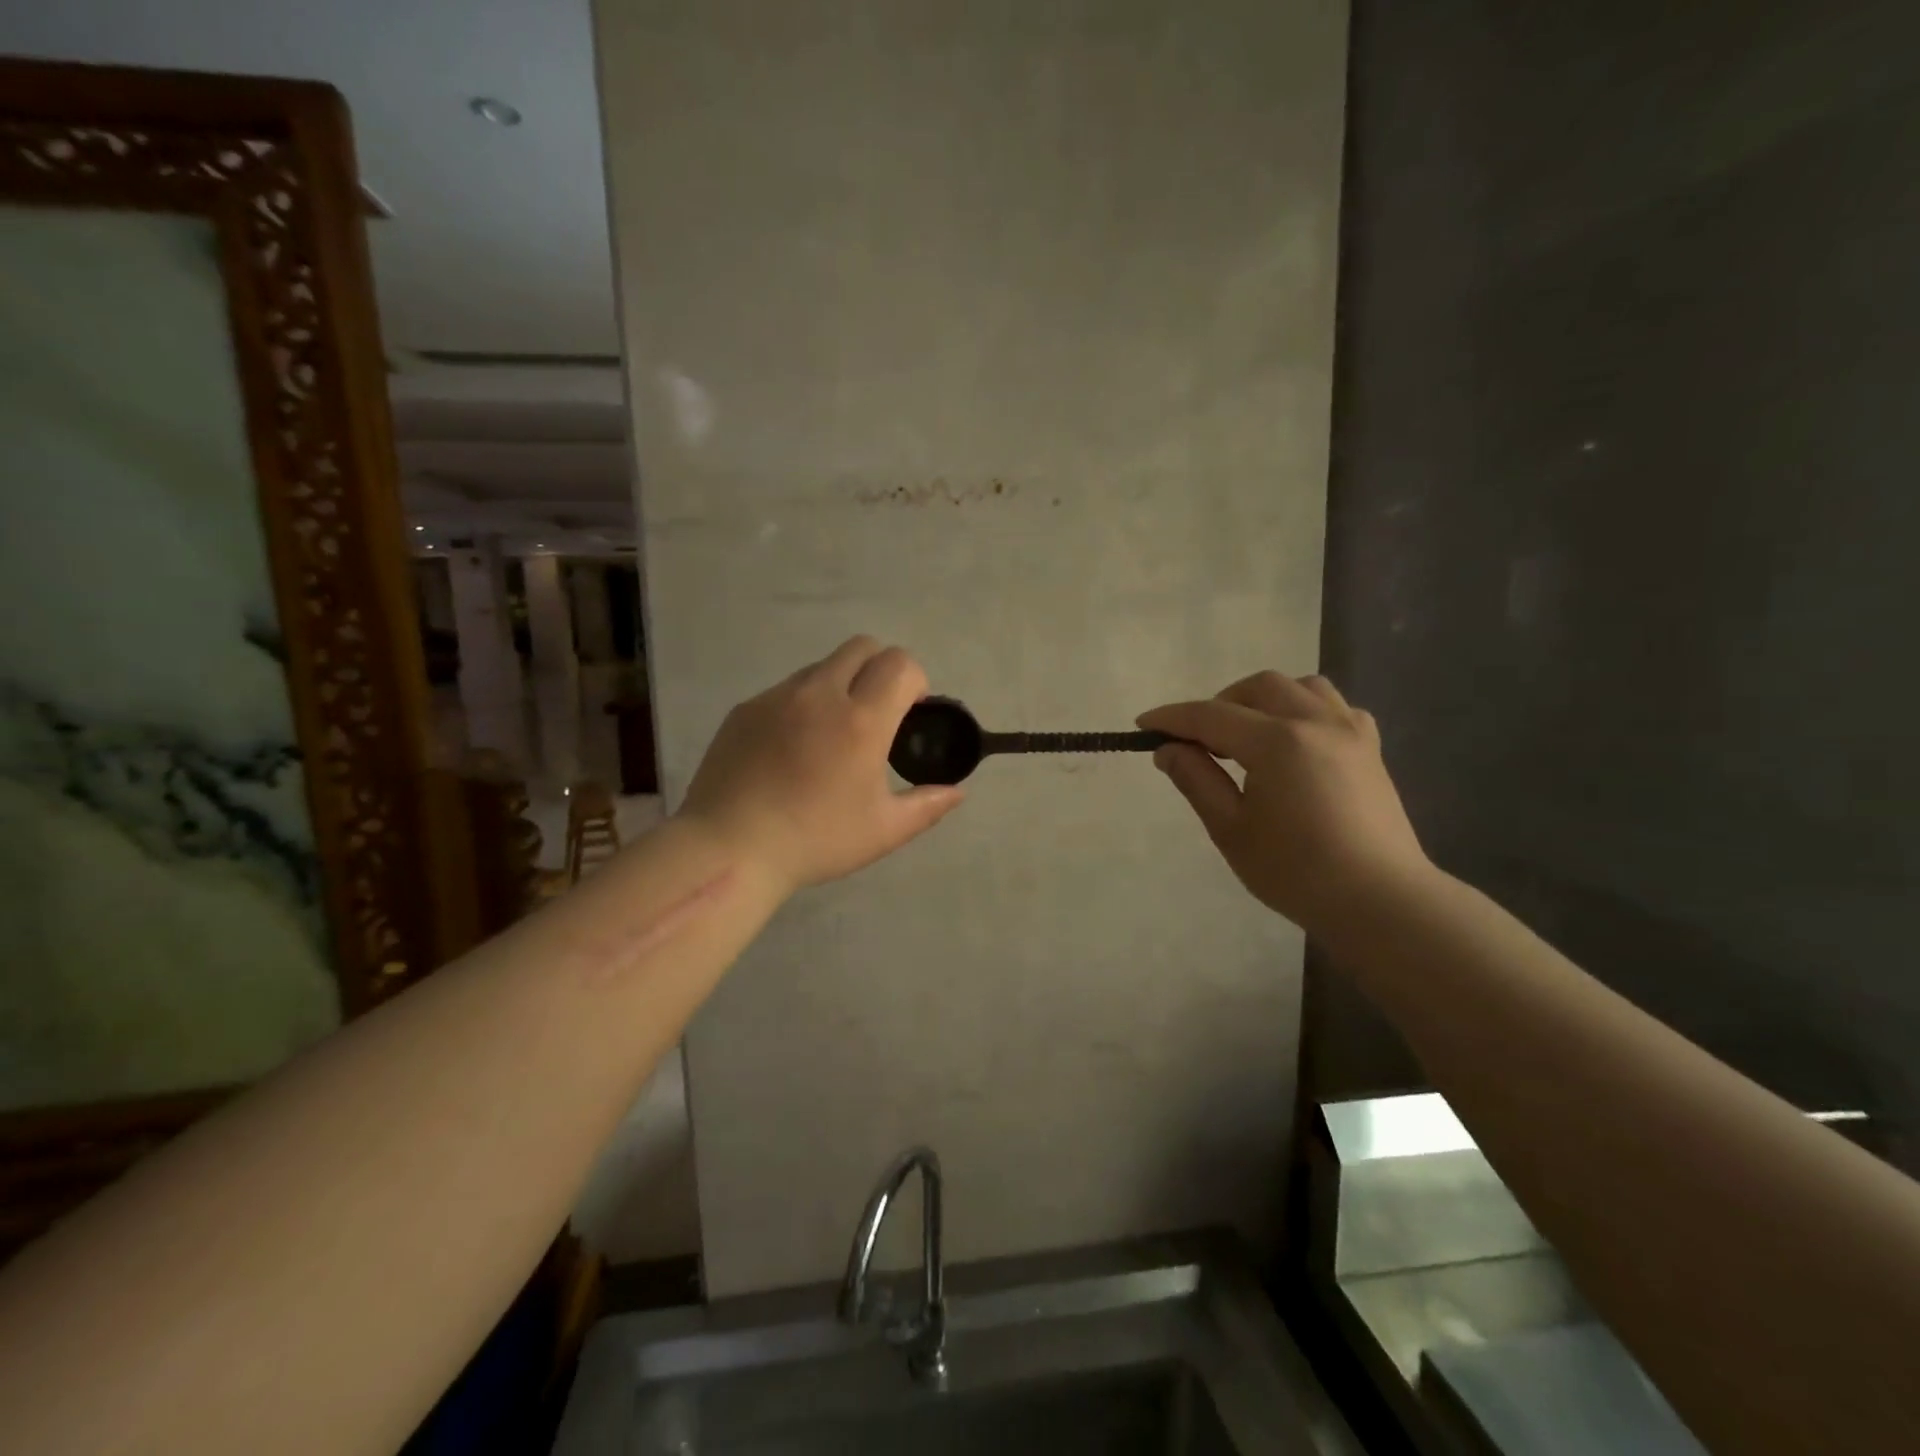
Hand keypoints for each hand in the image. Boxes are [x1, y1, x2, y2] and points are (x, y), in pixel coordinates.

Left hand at [681, 637, 964, 891]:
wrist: (729, 848)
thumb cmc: (815, 840)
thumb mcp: (883, 831)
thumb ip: (927, 805)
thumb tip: (957, 792)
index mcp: (861, 720)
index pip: (900, 663)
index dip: (915, 681)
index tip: (910, 714)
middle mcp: (820, 694)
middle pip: (862, 646)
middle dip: (881, 668)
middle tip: (877, 714)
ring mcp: (777, 697)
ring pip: (822, 666)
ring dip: (841, 685)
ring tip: (831, 735)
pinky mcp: (745, 709)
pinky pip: (786, 690)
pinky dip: (802, 705)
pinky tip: (791, 750)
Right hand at [1139, 672, 1429, 930]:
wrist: (1380, 901)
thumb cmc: (1296, 872)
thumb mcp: (1231, 830)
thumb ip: (1197, 780)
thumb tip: (1169, 749)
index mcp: (1277, 742)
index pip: (1211, 716)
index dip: (1172, 718)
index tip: (1143, 725)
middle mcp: (1316, 722)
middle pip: (1257, 688)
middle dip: (1219, 704)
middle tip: (1199, 741)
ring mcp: (1350, 731)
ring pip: (1300, 687)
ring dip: (1264, 700)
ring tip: (1247, 735)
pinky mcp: (1370, 748)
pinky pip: (1334, 707)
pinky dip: (1304, 710)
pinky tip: (1295, 741)